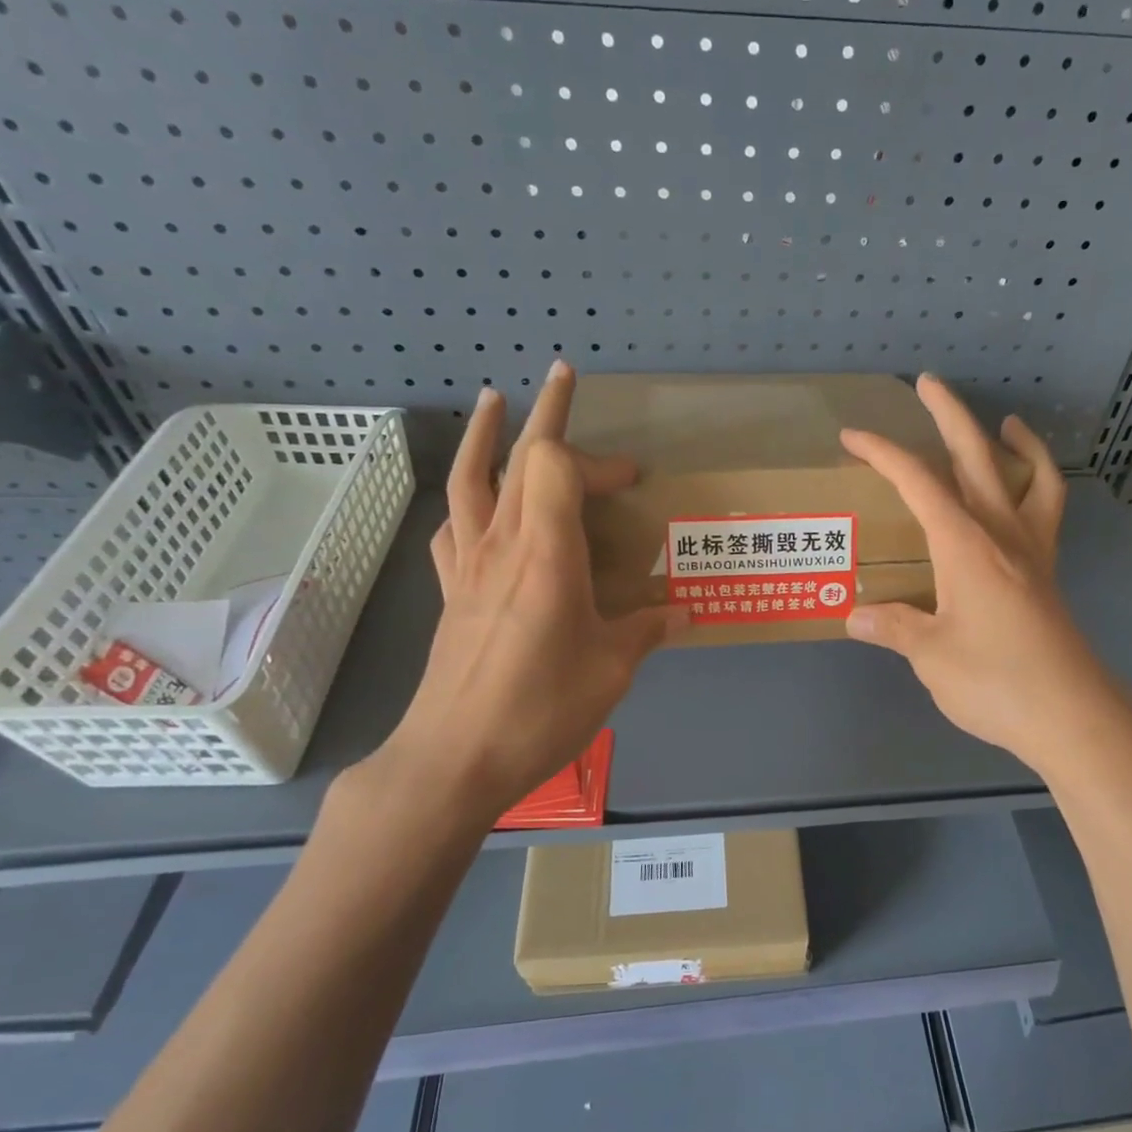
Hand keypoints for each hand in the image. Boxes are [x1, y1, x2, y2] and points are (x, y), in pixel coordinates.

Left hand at [361, 362, 684, 831]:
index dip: (598, 459)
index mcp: (546, 554)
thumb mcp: (611, 671)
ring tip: (494, 402)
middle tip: (563, 374)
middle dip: (546, 413)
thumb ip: (646, 630)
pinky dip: (467, 498)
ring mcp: (468, 566)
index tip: (632, 479)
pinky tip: (475, 502)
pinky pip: (455, 525)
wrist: (453, 757)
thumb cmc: (539, 709)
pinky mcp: (450, 592)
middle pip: (516, 457)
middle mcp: (502, 546)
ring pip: (470, 480)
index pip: (558, 466)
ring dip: (485, 435)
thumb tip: (680, 611)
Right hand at [841, 375, 1131, 780]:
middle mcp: (1001, 534)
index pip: (919, 483)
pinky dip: (1042, 487)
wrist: (1071, 715)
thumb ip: (893, 627)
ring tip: (1002, 423)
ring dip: (1012, 443)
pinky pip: (1049, 513)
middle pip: (976, 458)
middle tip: (928, 383)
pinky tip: (1029, 491)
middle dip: (949, 416)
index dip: (884, 453)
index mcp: (965, 545)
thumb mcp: (930, 656)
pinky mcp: (1047, 574)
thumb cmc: (995, 682)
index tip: (854, 437)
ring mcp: (1032, 551)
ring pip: (1027, 477)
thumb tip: (855, 615)